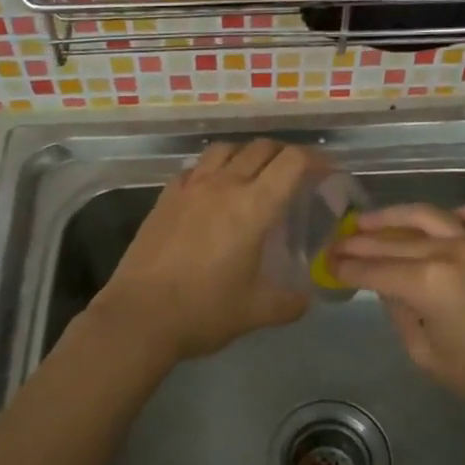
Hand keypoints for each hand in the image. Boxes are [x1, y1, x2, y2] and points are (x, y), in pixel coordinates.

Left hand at [92, 139, 312, 364]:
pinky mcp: (166, 196)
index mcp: (253, 207)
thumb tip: (305, 298)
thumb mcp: (256, 312)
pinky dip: (213, 169)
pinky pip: (196, 167)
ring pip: (226, 149)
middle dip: (285, 155)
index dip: (316, 159)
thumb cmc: (203, 311)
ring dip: (247, 154)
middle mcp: (224, 185)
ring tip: (254, 174)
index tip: (326, 173)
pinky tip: (213, 190)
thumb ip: (289, 302)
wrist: (139, 316)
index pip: (292, 161)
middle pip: (261, 148)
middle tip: (295, 176)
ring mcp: (190, 187)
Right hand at [329, 202, 464, 433]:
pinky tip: (437, 225)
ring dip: (392, 216)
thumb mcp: (428, 355)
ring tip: (367, 221)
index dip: (346, 267)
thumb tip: (387, 288)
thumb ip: (400, 314)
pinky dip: (450, 215)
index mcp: (426, 283)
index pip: (373, 269)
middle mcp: (448, 251)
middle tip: (336, 242)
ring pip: (425, 215)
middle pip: (392, 240)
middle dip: (359, 241)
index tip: (326, 263)